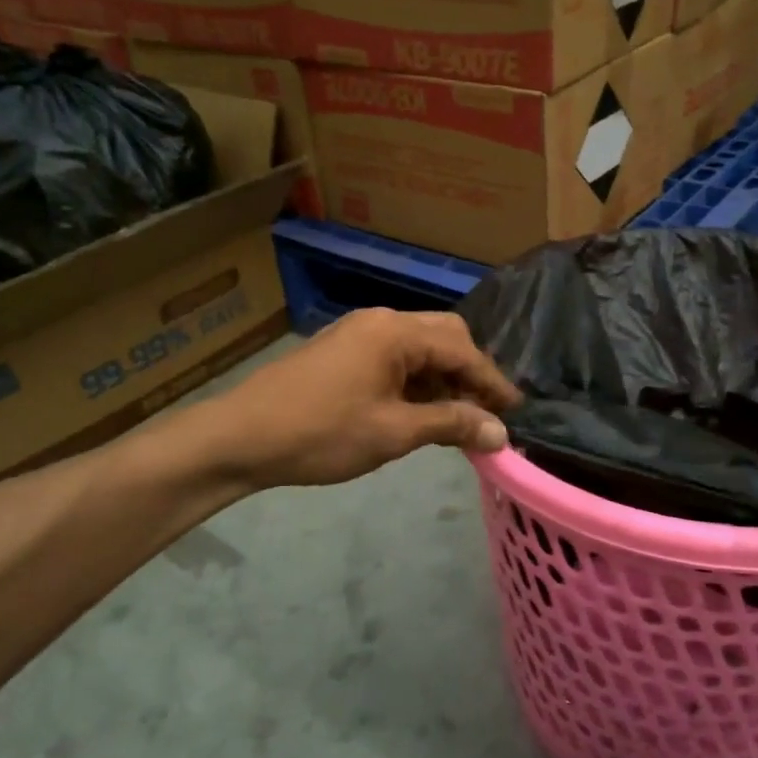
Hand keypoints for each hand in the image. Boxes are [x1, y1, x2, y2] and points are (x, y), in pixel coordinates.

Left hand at [208, 309, 520, 489]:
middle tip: (485, 412)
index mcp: (396, 332)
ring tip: (455, 419)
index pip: (463, 349)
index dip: (493, 382)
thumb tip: (499, 433)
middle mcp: (380, 321)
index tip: (516, 411)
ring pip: (418, 348)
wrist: (240, 437)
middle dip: (469, 373)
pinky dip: (415, 382)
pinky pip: (393, 358)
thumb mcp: (393, 433)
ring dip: (441, 379)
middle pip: (443, 337)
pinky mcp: (341, 351)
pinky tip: (417, 412)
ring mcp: (357, 333)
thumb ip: (451, 425)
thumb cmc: (322, 433)